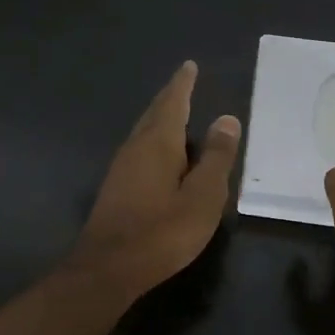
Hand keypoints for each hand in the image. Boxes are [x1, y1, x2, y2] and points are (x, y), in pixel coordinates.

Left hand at [65, 61, 242, 301]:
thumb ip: (216, 157)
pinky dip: (153, 139)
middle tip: (183, 83)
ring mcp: (121, 167)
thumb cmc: (162, 231)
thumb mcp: (203, 196)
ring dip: (160, 118)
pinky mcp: (116, 187)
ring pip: (144, 131)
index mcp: (158, 143)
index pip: (173, 103)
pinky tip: (159, 154)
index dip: (182, 84)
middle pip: (154, 113)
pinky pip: (139, 149)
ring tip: (175, 112)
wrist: (108, 268)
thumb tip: (227, 119)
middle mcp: (136, 147)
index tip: (188, 66)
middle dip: (170, 97)